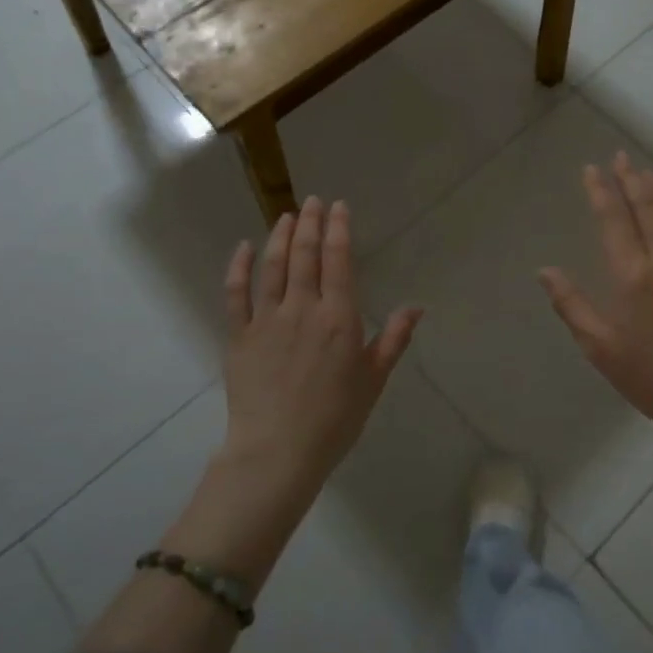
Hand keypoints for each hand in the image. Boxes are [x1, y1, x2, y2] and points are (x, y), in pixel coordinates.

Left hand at [221, 197, 421, 490]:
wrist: (278, 451)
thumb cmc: (335, 419)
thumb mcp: (373, 380)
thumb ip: (393, 339)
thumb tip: (415, 307)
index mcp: (338, 317)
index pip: (338, 260)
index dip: (339, 229)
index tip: (339, 206)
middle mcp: (302, 308)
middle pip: (305, 255)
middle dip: (311, 223)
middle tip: (313, 201)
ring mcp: (267, 319)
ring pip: (273, 267)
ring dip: (280, 236)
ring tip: (287, 216)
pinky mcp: (239, 335)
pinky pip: (236, 293)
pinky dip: (238, 267)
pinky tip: (243, 248)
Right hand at [539, 154, 652, 443]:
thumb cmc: (651, 375)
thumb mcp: (600, 346)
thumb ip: (571, 305)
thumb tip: (546, 271)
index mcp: (633, 274)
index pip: (614, 219)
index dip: (601, 191)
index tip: (592, 169)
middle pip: (649, 207)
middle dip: (632, 179)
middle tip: (621, 158)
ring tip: (649, 175)